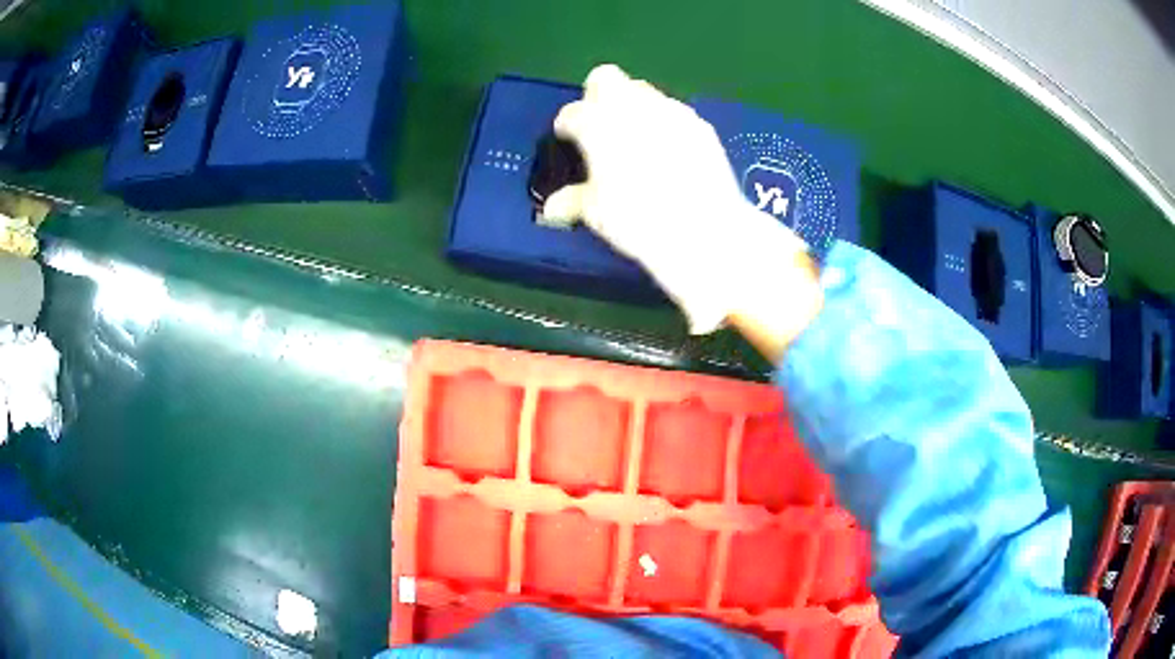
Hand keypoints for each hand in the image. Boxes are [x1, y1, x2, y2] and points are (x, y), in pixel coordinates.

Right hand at [543, 64, 822, 357]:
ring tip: (636, 138)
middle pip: (606, 79)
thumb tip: (553, 209)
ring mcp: (669, 110)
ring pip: (643, 90)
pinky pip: (673, 111)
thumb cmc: (638, 220)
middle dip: (598, 96)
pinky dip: (664, 122)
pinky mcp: (699, 124)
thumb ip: (573, 201)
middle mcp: (631, 106)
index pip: (571, 113)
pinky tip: (669, 151)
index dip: (566, 127)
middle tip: (600, 126)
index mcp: (597, 124)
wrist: (705, 229)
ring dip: (632, 106)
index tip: (567, 140)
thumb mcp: (597, 214)